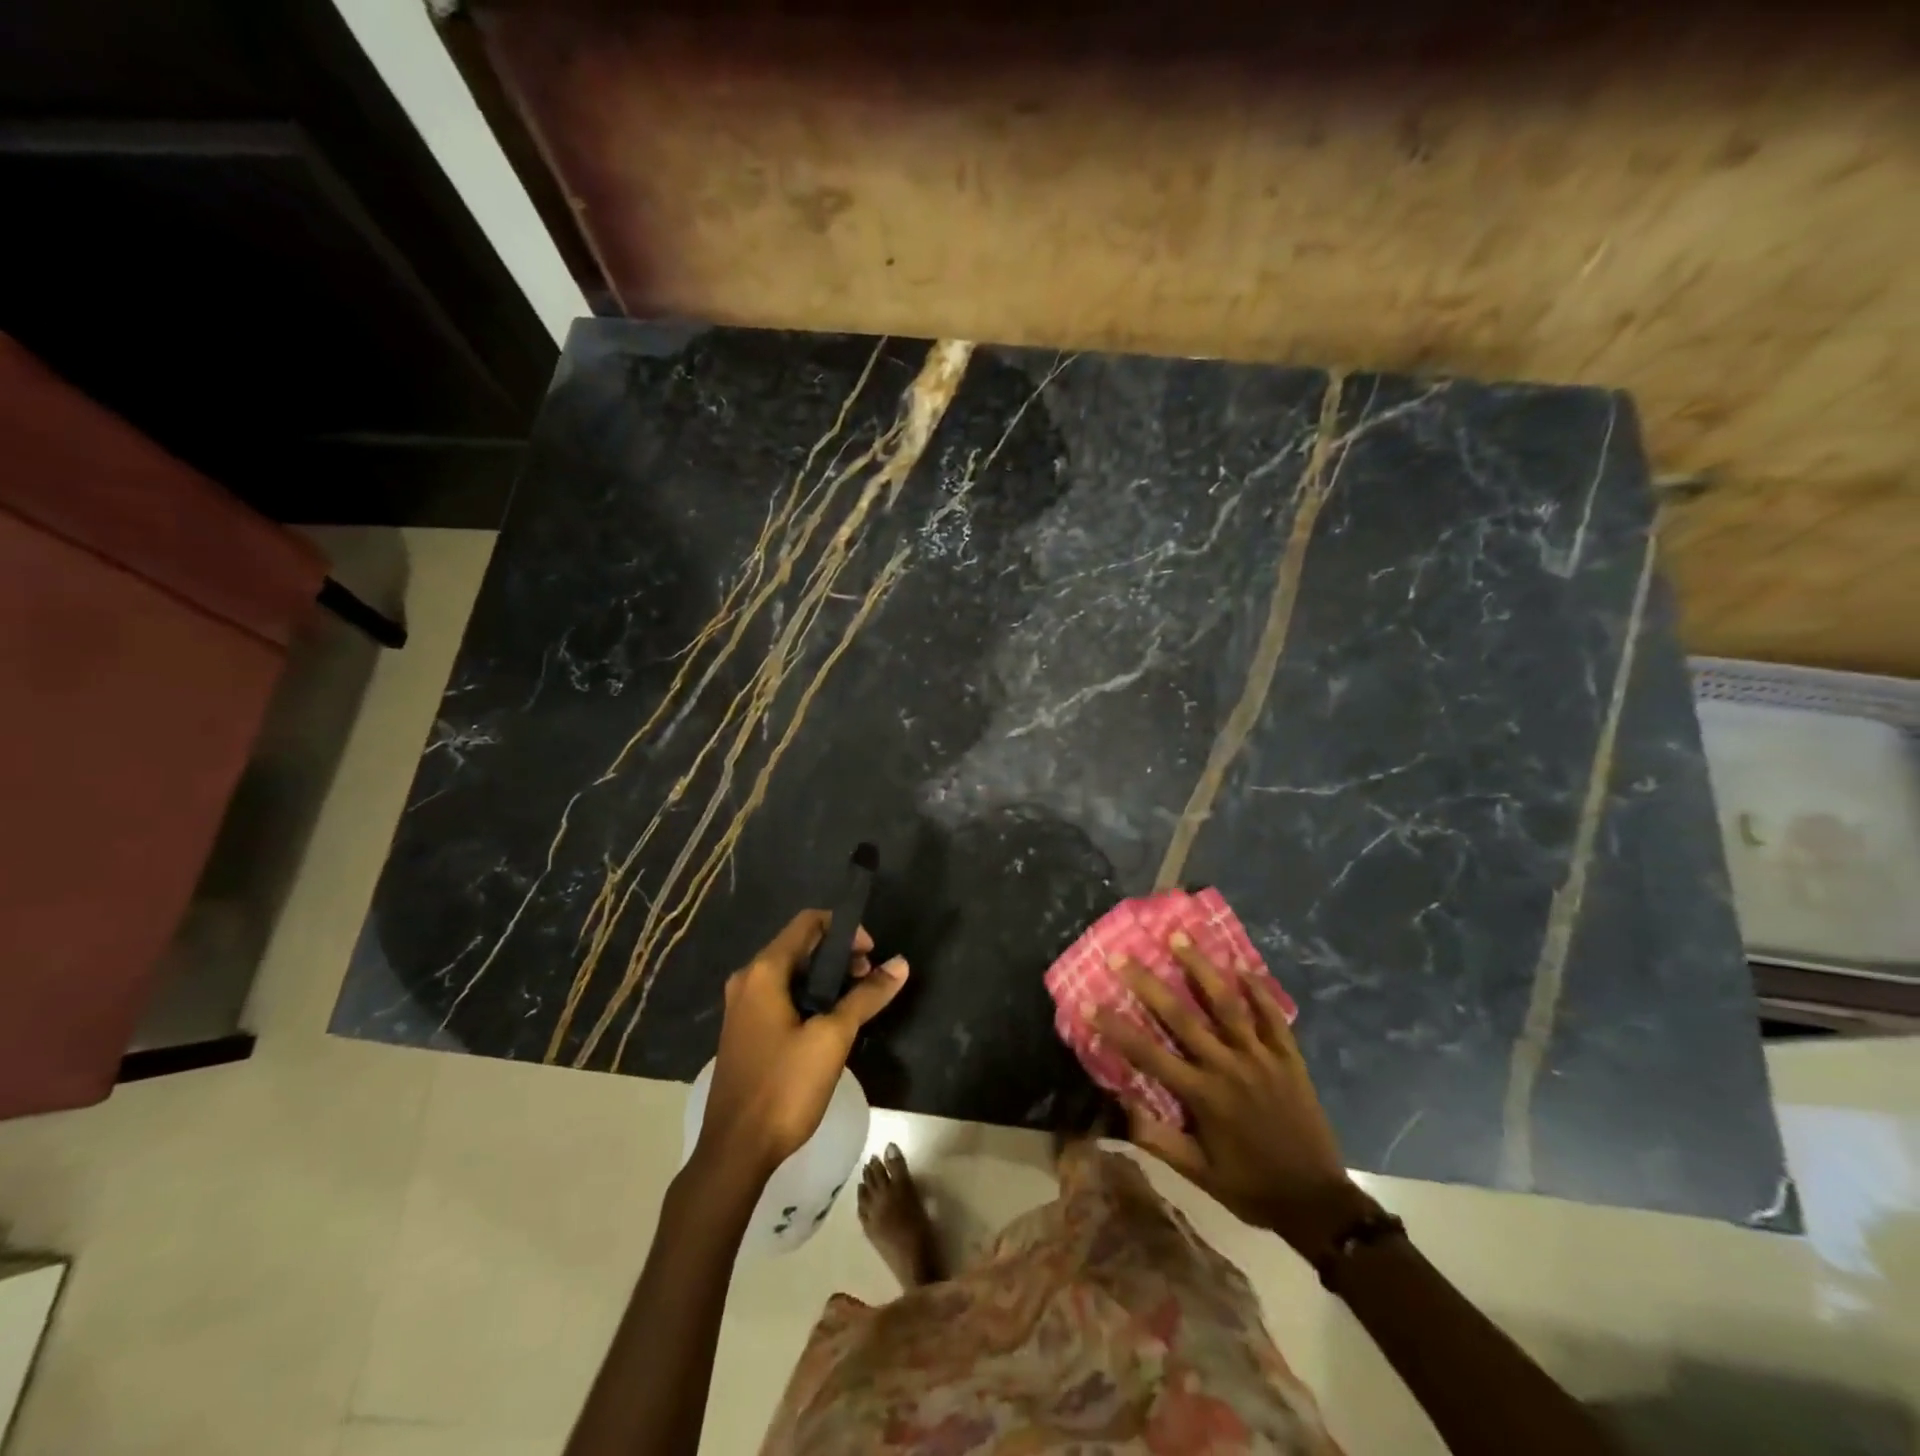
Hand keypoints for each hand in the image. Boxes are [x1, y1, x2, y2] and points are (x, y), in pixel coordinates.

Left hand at [693, 909, 907, 1184]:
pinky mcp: (745, 1031)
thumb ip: (867, 996)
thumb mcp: (833, 1038)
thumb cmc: (784, 1087)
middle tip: (869, 979)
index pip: (808, 922)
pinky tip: (830, 1023)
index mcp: (764, 971)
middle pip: (800, 945)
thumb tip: (900, 964)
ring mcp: (742, 1006)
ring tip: (856, 1002)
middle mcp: (747, 979)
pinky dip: (809, 997)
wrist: (735, 1151)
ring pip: (792, 973)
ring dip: (826, 978)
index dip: (845, 929)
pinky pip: (781, 996)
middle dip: (839, 955)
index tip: (871, 955)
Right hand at [1092, 933, 1372, 1257]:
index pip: (1148, 1054)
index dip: (1116, 1029)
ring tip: (1179, 937)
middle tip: (1123, 955)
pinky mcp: (1289, 1058)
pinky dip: (1258, 990)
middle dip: (1149, 984)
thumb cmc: (1250, 1187)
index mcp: (1202, 1095)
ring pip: (1227, 1004)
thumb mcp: (1198, 1175)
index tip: (1089, 1004)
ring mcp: (1261, 1058)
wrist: (1316, 1202)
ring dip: (1201, 968)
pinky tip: (1241, 965)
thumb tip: (1120, 1105)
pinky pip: (1272, 1016)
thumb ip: (1159, 1139)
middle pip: (1182, 1016)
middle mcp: (1227, 1067)